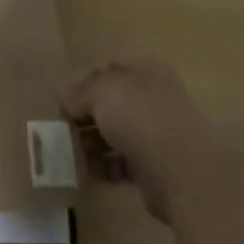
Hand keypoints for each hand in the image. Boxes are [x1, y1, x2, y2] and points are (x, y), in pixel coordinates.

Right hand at [64, 59, 230, 224]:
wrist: (182, 173)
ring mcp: (156, 133)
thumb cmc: (140, 118)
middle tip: (62, 131)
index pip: (105, 70)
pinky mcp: (154, 167)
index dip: (81, 83)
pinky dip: (102, 166)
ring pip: (114, 133)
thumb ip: (80, 92)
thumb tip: (69, 102)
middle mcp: (153, 98)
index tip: (61, 103)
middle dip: (84, 116)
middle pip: (109, 103)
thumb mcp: (101, 91)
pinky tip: (85, 172)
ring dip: (90, 143)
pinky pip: (120, 162)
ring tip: (69, 154)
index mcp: (145, 70)